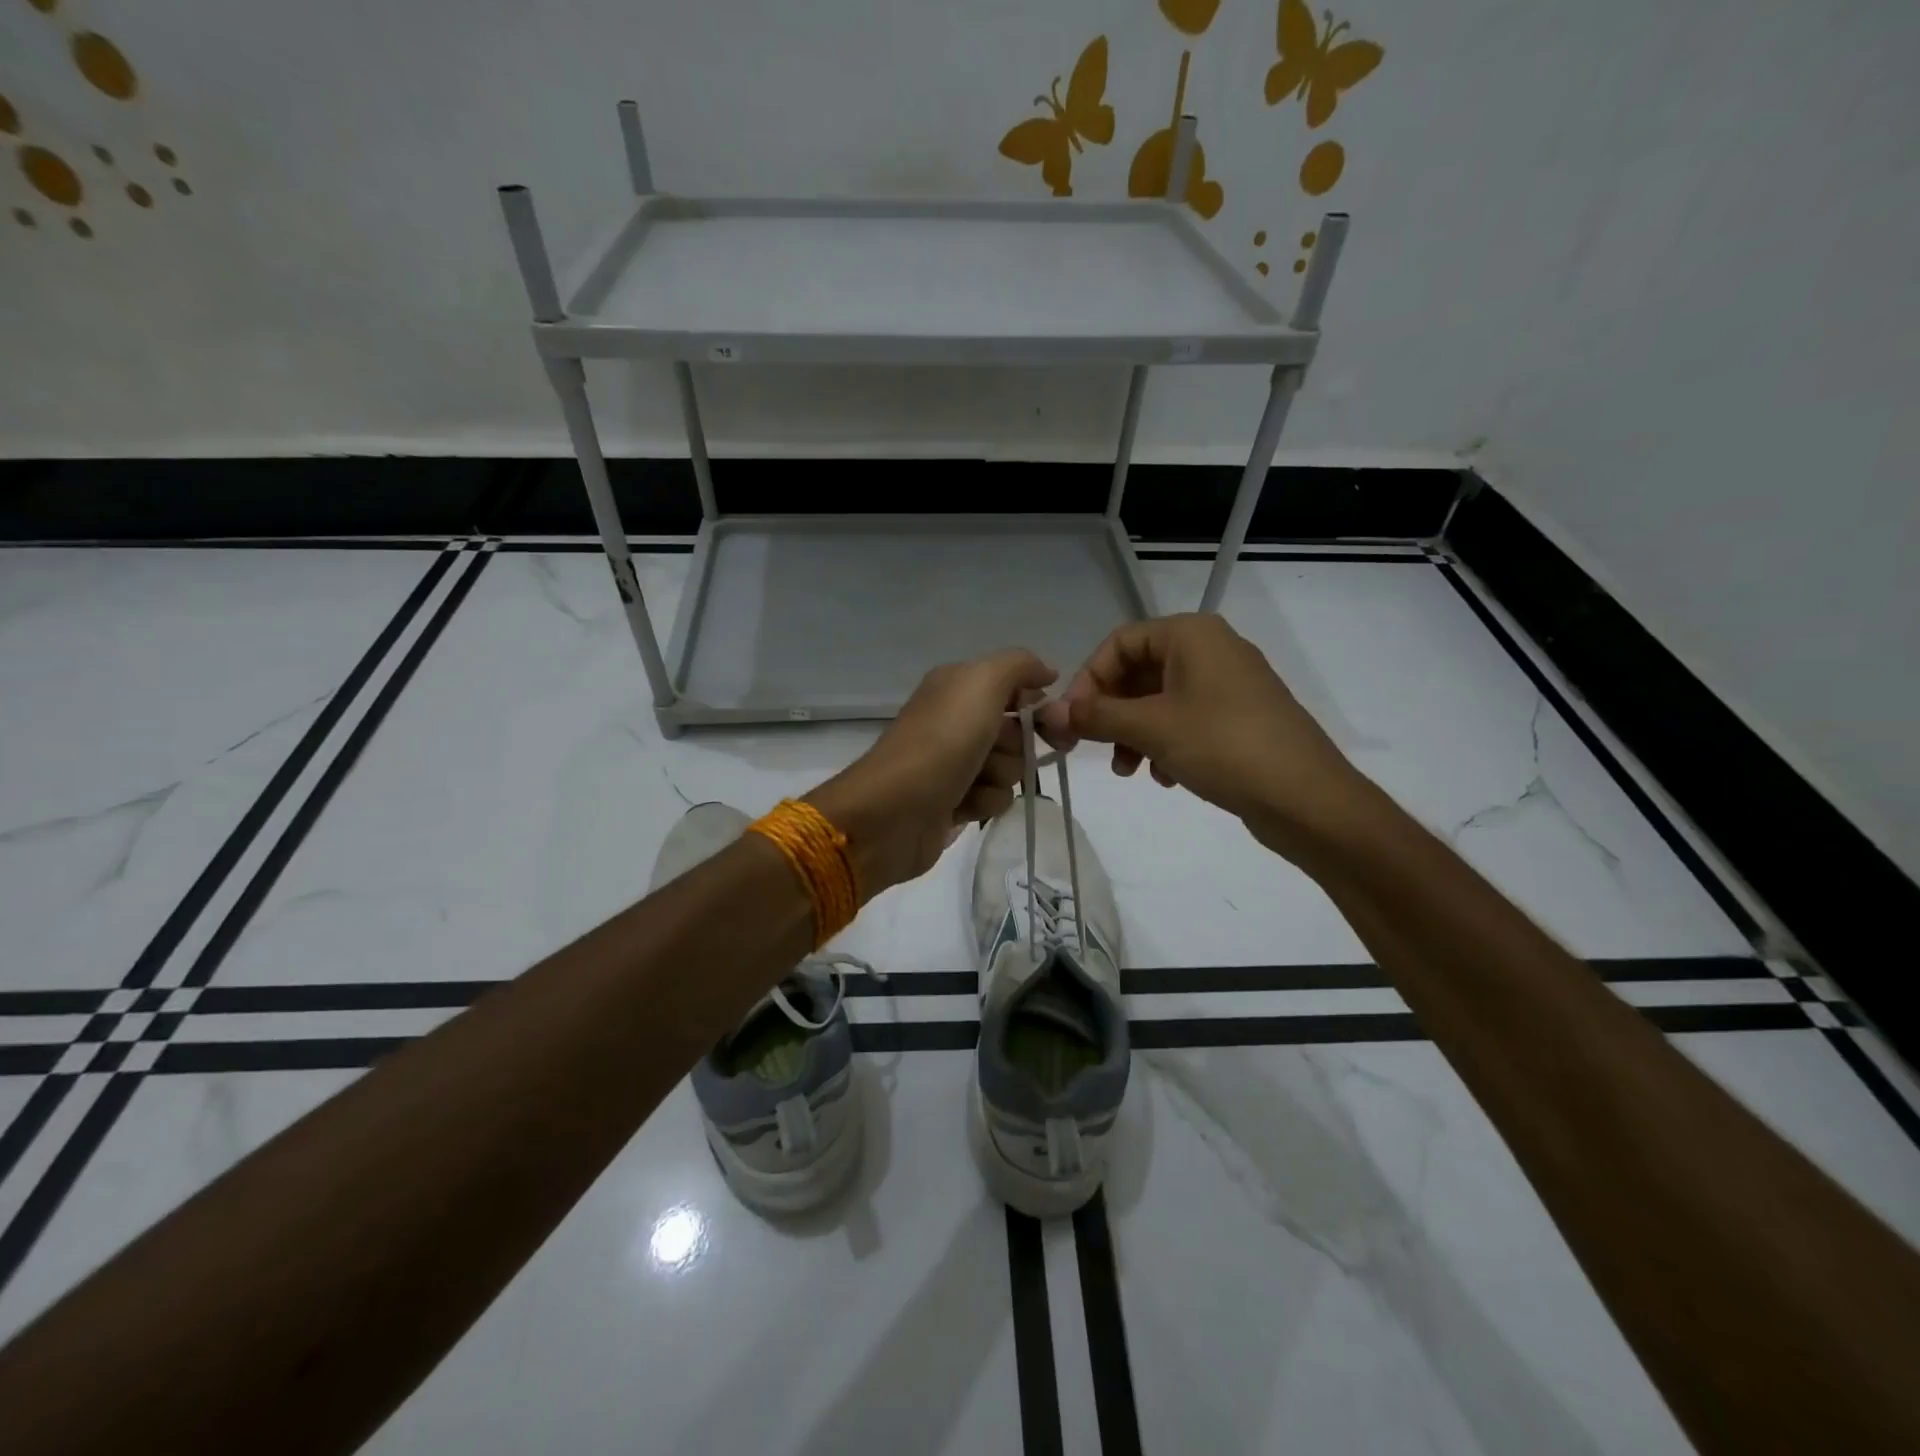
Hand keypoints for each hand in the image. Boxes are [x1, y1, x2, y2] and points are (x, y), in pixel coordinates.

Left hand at [808, 649, 1057, 896]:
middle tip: (993, 752)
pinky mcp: (952, 801)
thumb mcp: (982, 683)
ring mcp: (953, 762)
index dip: (1039, 706)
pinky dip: (984, 802)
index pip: (1016, 688)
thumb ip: (1019, 666)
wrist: (894, 811)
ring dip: (999, 776)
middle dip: (1015, 745)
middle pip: (1016, 731)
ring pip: (1009, 768)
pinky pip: (993, 799)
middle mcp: (955, 720)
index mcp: (958, 686)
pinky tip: (962, 805)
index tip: (1055, 724)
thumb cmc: (942, 741)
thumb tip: (1047, 672)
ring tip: (971, 781)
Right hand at [1039, 614, 1370, 856]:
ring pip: (1160, 700)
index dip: (1089, 678)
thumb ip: (1095, 716)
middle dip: (1111, 712)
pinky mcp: (1240, 718)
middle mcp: (1211, 649)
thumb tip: (1048, 713)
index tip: (1072, 719)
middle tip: (1094, 747)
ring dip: (1135, 733)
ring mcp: (1230, 684)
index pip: (1120, 642)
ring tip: (1130, 771)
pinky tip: (1165, 777)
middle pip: (1139, 671)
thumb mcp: (1150, 728)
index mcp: (1191, 635)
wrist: (1307, 798)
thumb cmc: (1223, 746)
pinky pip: (1187, 720)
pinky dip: (1165, 744)